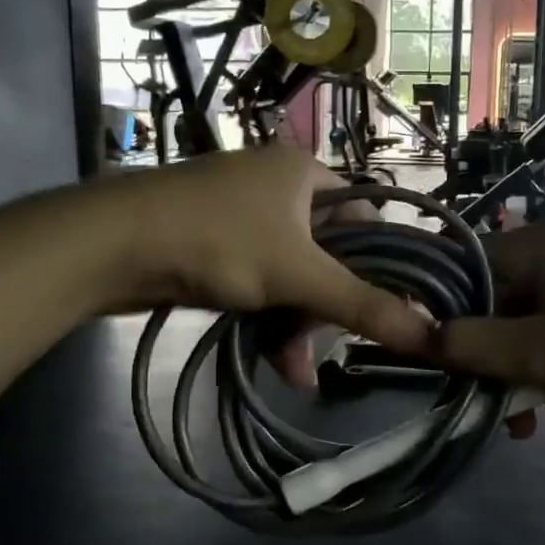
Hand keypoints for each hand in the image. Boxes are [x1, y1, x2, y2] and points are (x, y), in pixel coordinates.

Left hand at [99, 148, 431, 362]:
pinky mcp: (214, 244)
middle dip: (327, 311)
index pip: (366, 218)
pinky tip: (273, 358)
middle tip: (325, 352)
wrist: (112, 245)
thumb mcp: (298, 275)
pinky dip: (268, 317)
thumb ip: (364, 305)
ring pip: (292, 276)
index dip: (379, 266)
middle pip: (327, 255)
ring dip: (297, 325)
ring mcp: (242, 216)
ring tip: (295, 371)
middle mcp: (277, 187)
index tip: (382, 312)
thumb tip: (432, 332)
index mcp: (305, 172)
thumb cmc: (217, 241)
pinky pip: (260, 281)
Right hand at [432, 217, 544, 440]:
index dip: (444, 304)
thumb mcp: (541, 355)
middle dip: (496, 356)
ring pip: (535, 328)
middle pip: (503, 302)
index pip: (471, 261)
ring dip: (531, 373)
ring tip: (538, 417)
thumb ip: (472, 345)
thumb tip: (416, 336)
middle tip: (491, 401)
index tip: (431, 349)